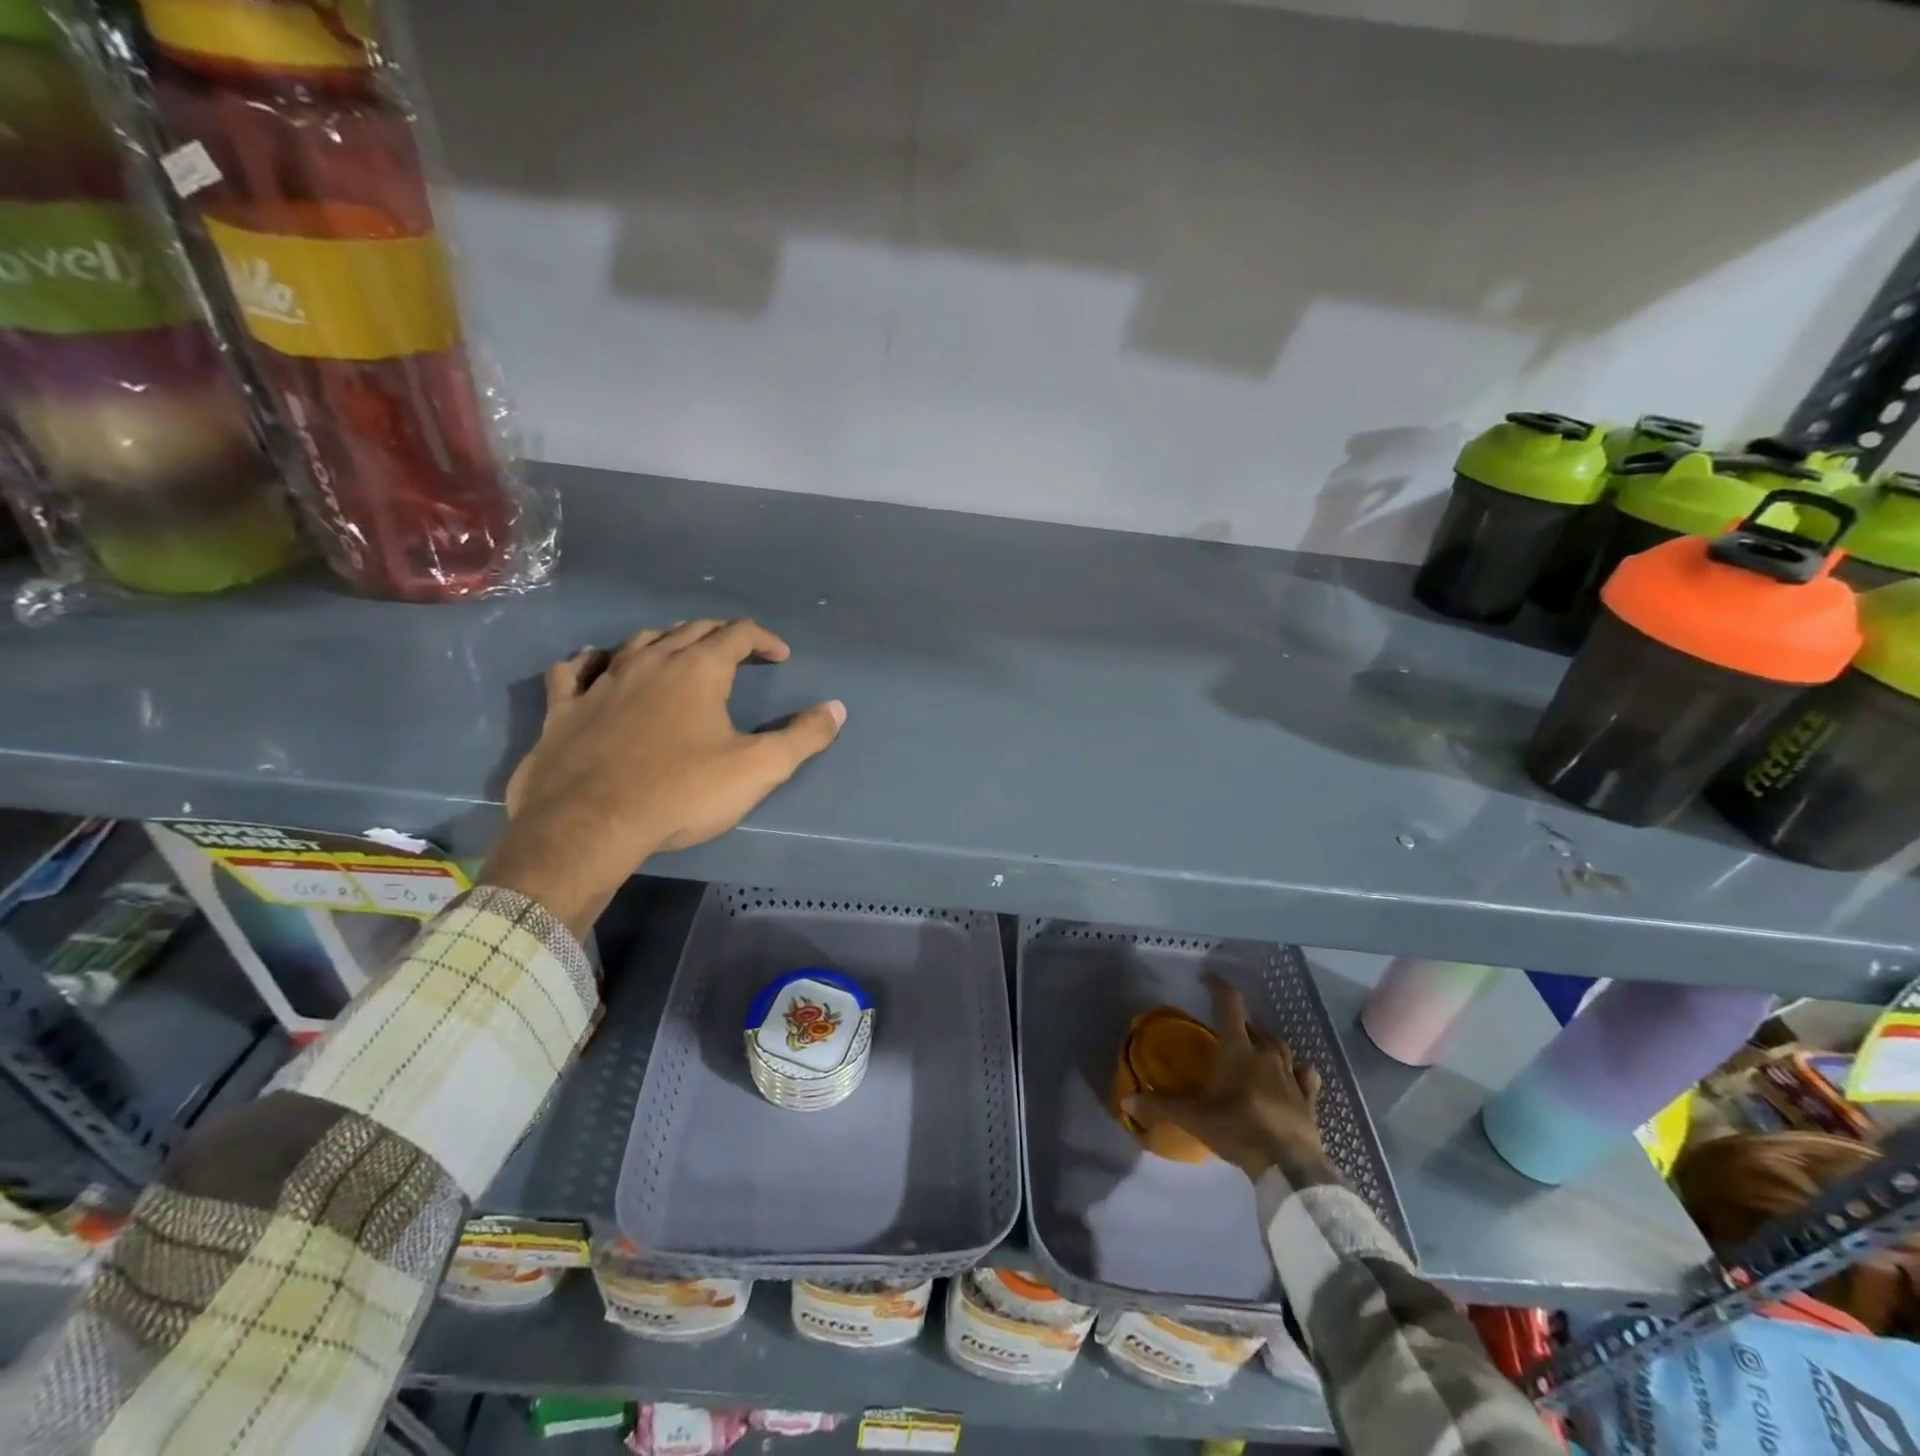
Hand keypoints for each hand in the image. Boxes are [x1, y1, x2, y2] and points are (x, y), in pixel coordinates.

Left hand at [484, 620, 844, 934]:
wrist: (588, 826)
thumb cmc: (681, 793)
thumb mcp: (758, 769)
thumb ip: (803, 737)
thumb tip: (836, 709)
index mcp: (697, 670)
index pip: (738, 634)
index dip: (764, 640)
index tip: (781, 657)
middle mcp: (650, 662)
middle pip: (690, 630)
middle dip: (720, 636)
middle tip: (738, 654)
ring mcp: (602, 682)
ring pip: (637, 642)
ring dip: (665, 641)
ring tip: (679, 653)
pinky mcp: (563, 708)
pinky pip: (573, 670)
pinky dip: (589, 661)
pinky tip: (594, 664)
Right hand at [1123, 973, 1325, 1181]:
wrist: (1288, 1164)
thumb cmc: (1237, 1129)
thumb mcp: (1193, 1118)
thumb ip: (1160, 1107)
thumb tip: (1126, 1102)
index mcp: (1237, 1049)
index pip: (1229, 1005)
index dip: (1218, 987)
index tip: (1208, 978)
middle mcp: (1266, 1054)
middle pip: (1255, 1026)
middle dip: (1241, 1022)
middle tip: (1227, 1028)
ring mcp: (1291, 1075)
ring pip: (1280, 1046)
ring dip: (1267, 1042)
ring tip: (1257, 1048)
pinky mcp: (1308, 1098)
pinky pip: (1305, 1074)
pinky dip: (1297, 1069)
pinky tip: (1295, 1073)